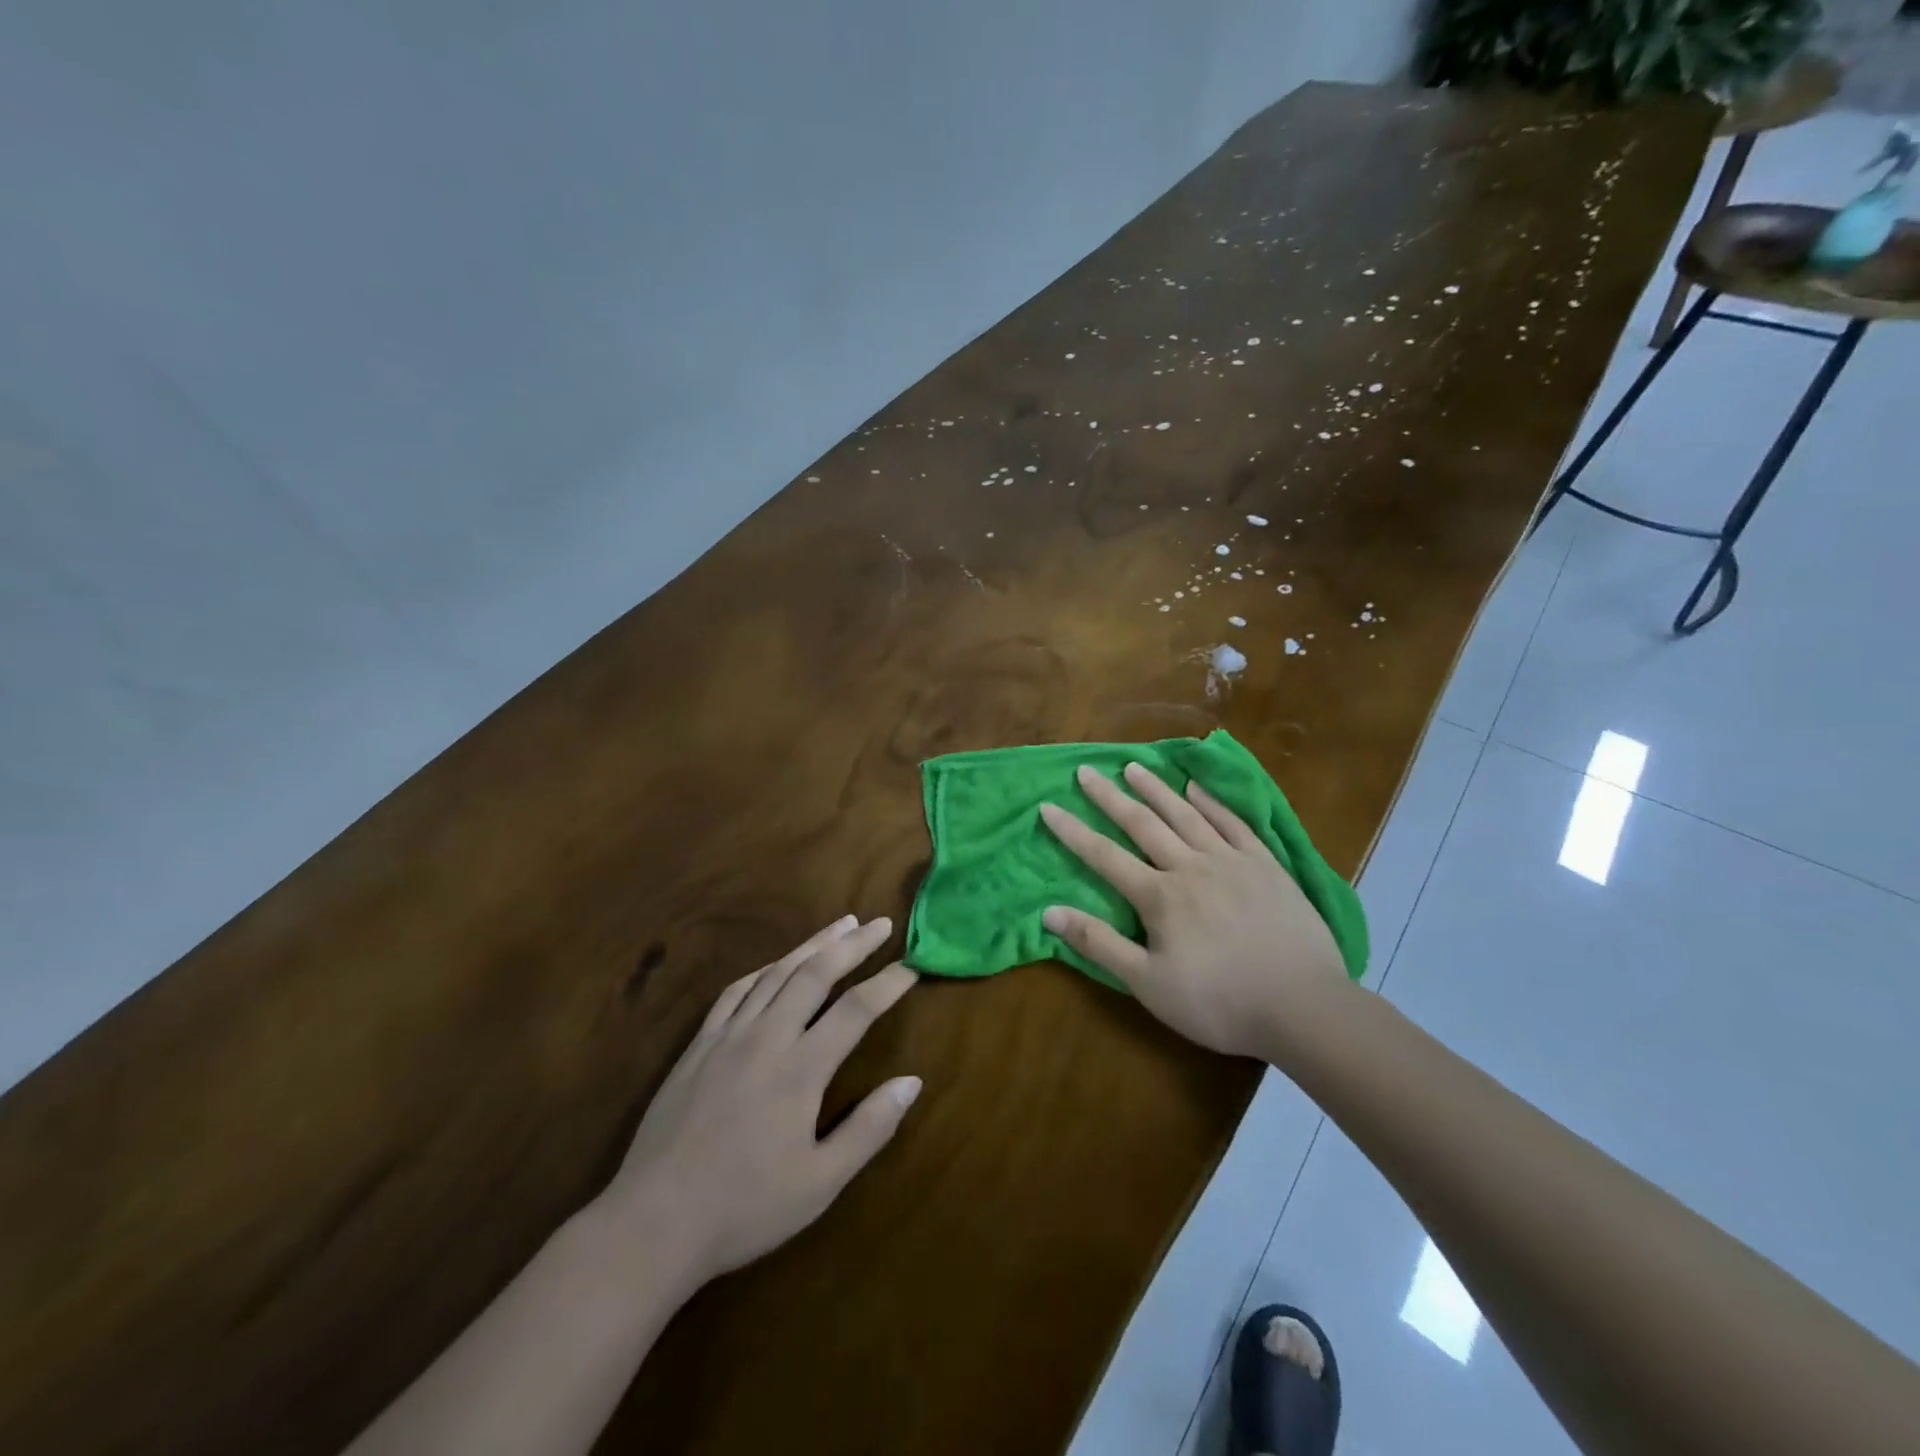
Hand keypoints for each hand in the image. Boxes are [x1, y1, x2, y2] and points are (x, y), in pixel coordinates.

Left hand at [601, 916, 920, 1286]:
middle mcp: (766, 1038)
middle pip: (816, 974)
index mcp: (800, 1070)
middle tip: (881, 923)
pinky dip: (764, 969)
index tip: (913, 966)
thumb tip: (912, 1082)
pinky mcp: (698, 1046)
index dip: (888, 984)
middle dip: (853, 945)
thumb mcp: (820, 1183)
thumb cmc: (745, 1208)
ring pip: (776, 973)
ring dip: (812, 944)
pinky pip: (735, 992)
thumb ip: (869, 1128)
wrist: (652, 1223)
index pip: (856, 1010)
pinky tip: (777, 964)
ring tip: (841, 925)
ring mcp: (727, 1037)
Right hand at [1039, 764, 1347, 1058]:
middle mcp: (1190, 866)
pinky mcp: (1266, 865)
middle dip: (1110, 797)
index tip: (1048, 807)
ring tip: (1133, 766)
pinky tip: (1196, 787)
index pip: (1104, 856)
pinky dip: (1211, 802)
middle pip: (1142, 824)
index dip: (1073, 831)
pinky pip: (1233, 823)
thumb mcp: (1148, 983)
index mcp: (1159, 896)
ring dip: (1156, 789)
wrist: (1303, 1007)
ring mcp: (1231, 861)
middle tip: (1087, 771)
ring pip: (1185, 814)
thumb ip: (1098, 944)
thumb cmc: (1218, 1002)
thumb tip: (1049, 912)